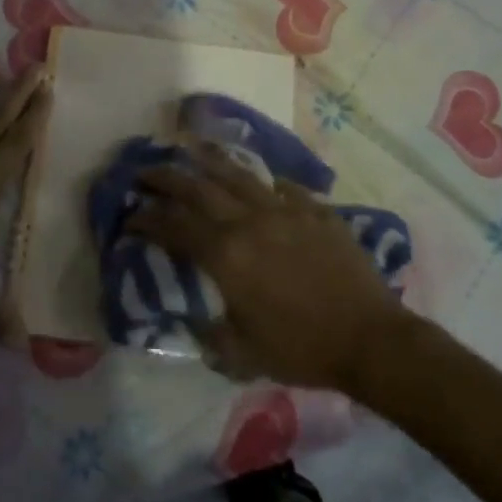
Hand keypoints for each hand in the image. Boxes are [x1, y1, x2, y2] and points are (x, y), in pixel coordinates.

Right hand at [133, 142, 408, 390]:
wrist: (370, 339)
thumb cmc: (303, 350)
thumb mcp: (243, 354)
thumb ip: (211, 334)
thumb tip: (193, 319)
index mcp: (226, 255)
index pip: (174, 226)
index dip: (147, 219)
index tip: (130, 216)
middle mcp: (249, 221)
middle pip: (198, 188)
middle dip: (166, 177)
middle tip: (146, 171)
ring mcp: (285, 210)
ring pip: (238, 174)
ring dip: (209, 160)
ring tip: (190, 147)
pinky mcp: (315, 210)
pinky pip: (283, 186)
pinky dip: (263, 181)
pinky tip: (258, 179)